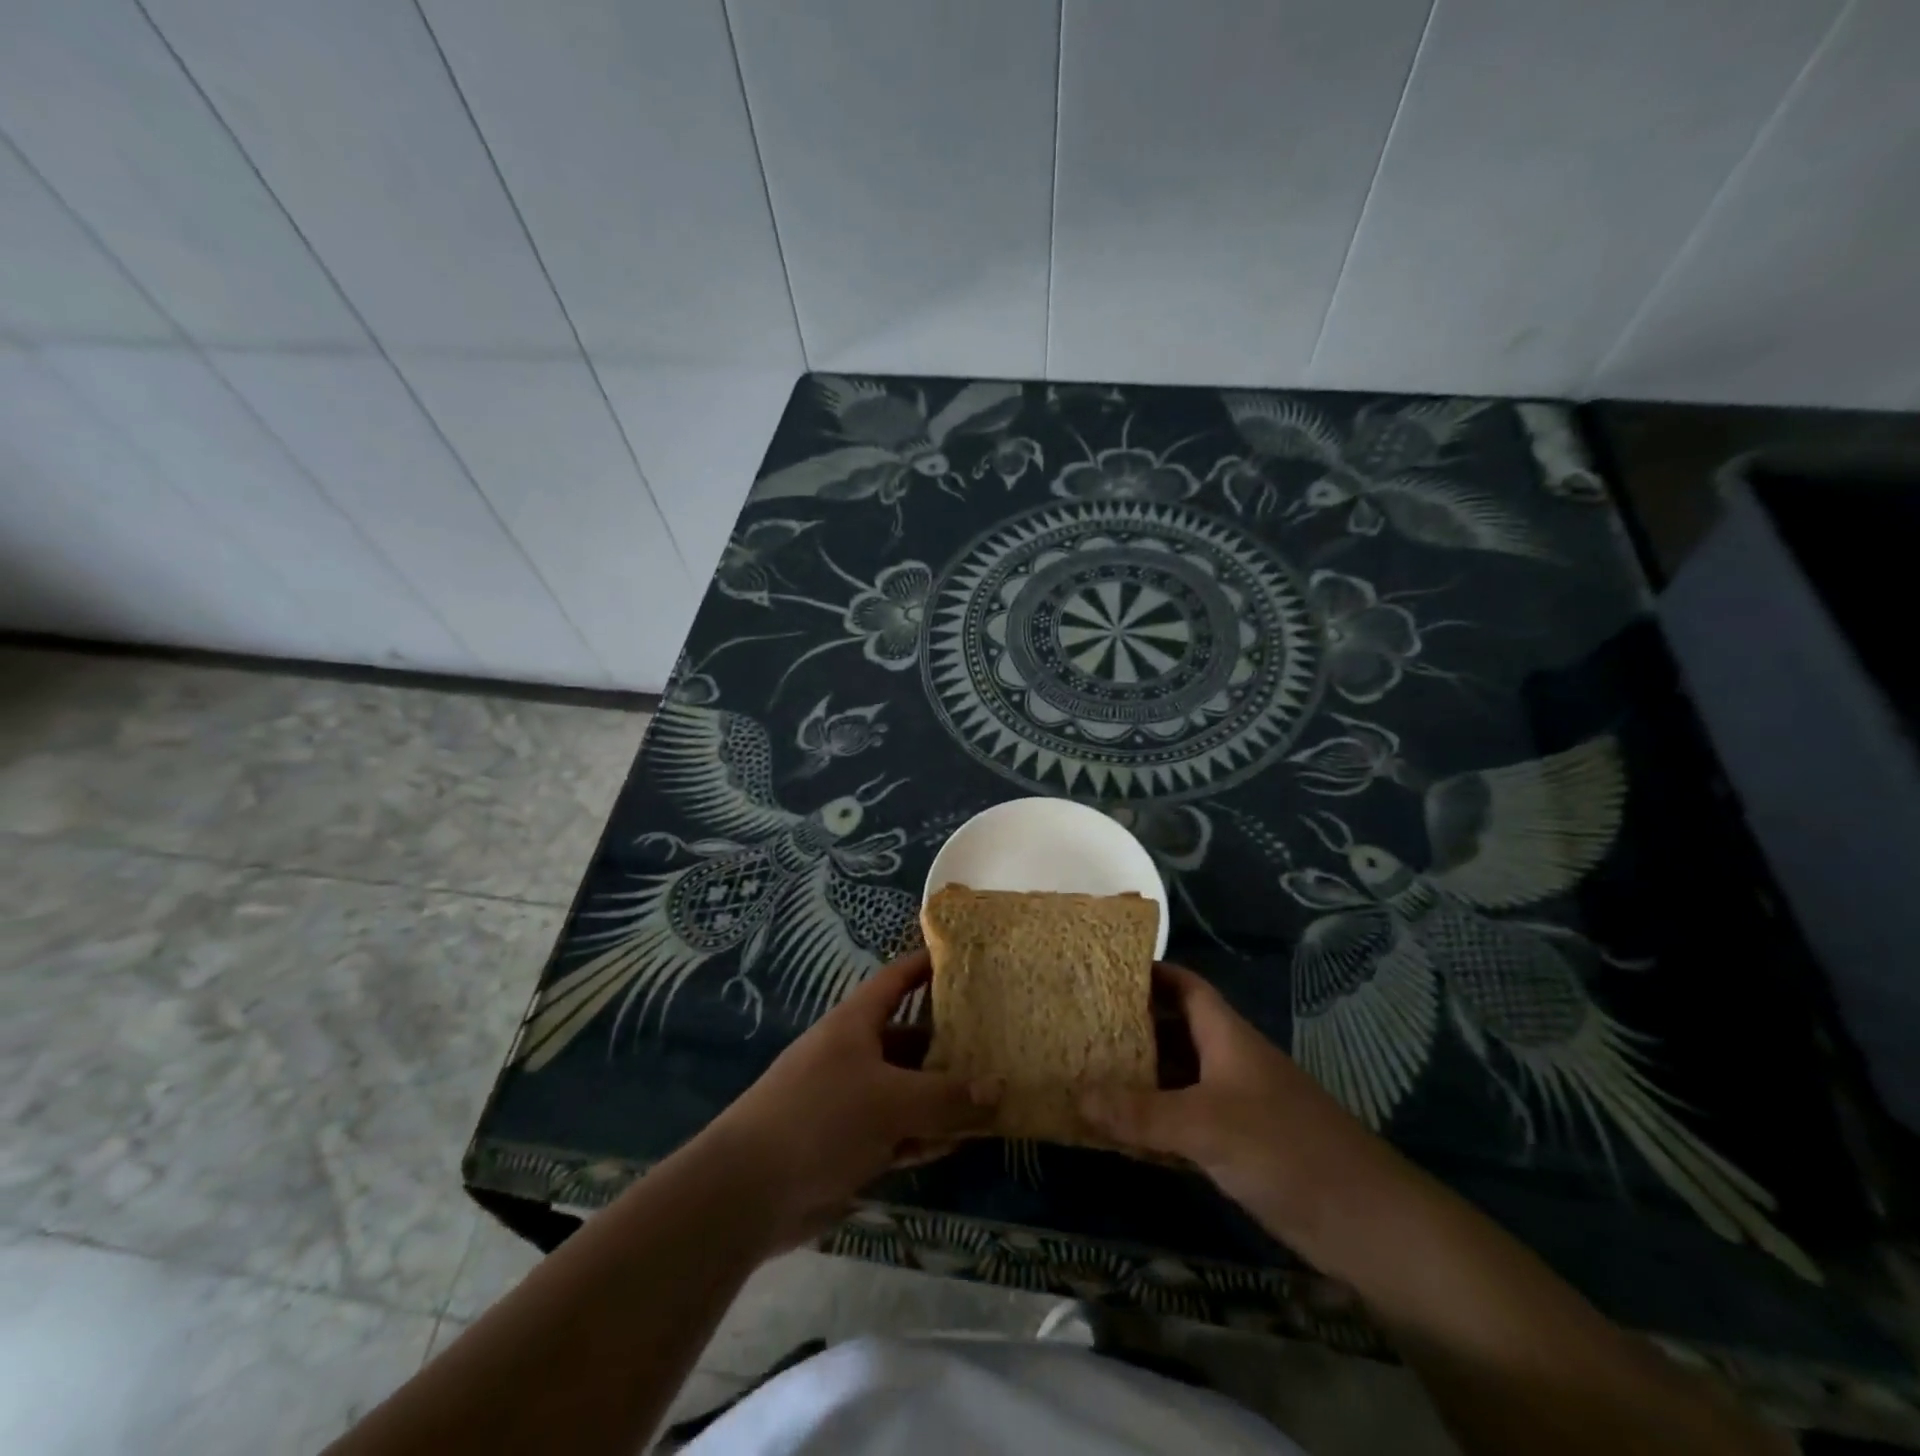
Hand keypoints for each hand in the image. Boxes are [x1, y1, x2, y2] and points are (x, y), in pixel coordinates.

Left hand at [697, 951, 998, 1250]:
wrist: (747, 1193)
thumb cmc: (820, 1119)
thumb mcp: (890, 1102)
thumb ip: (946, 1097)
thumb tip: (999, 1088)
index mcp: (855, 1024)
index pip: (896, 980)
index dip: (926, 966)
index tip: (964, 958)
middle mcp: (854, 1055)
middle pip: (909, 1039)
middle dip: (949, 1044)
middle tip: (998, 1044)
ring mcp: (851, 1101)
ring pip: (908, 1090)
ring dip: (943, 1097)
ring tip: (992, 1098)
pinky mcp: (849, 1144)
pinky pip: (898, 1131)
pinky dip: (925, 1134)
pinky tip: (958, 1143)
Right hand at [1079, 964, 1409, 1254]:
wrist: (1366, 1224)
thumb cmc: (1285, 1149)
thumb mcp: (1205, 1126)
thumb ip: (1140, 1113)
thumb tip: (1075, 1094)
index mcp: (1226, 1036)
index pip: (1183, 986)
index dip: (1148, 972)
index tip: (1101, 971)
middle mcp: (1227, 1062)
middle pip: (1173, 1031)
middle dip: (1129, 1026)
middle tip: (1078, 1025)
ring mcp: (1234, 1105)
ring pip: (1175, 1079)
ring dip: (1137, 1079)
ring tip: (1084, 1073)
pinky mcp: (1238, 1147)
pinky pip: (1182, 1123)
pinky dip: (1151, 1124)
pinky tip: (1117, 1133)